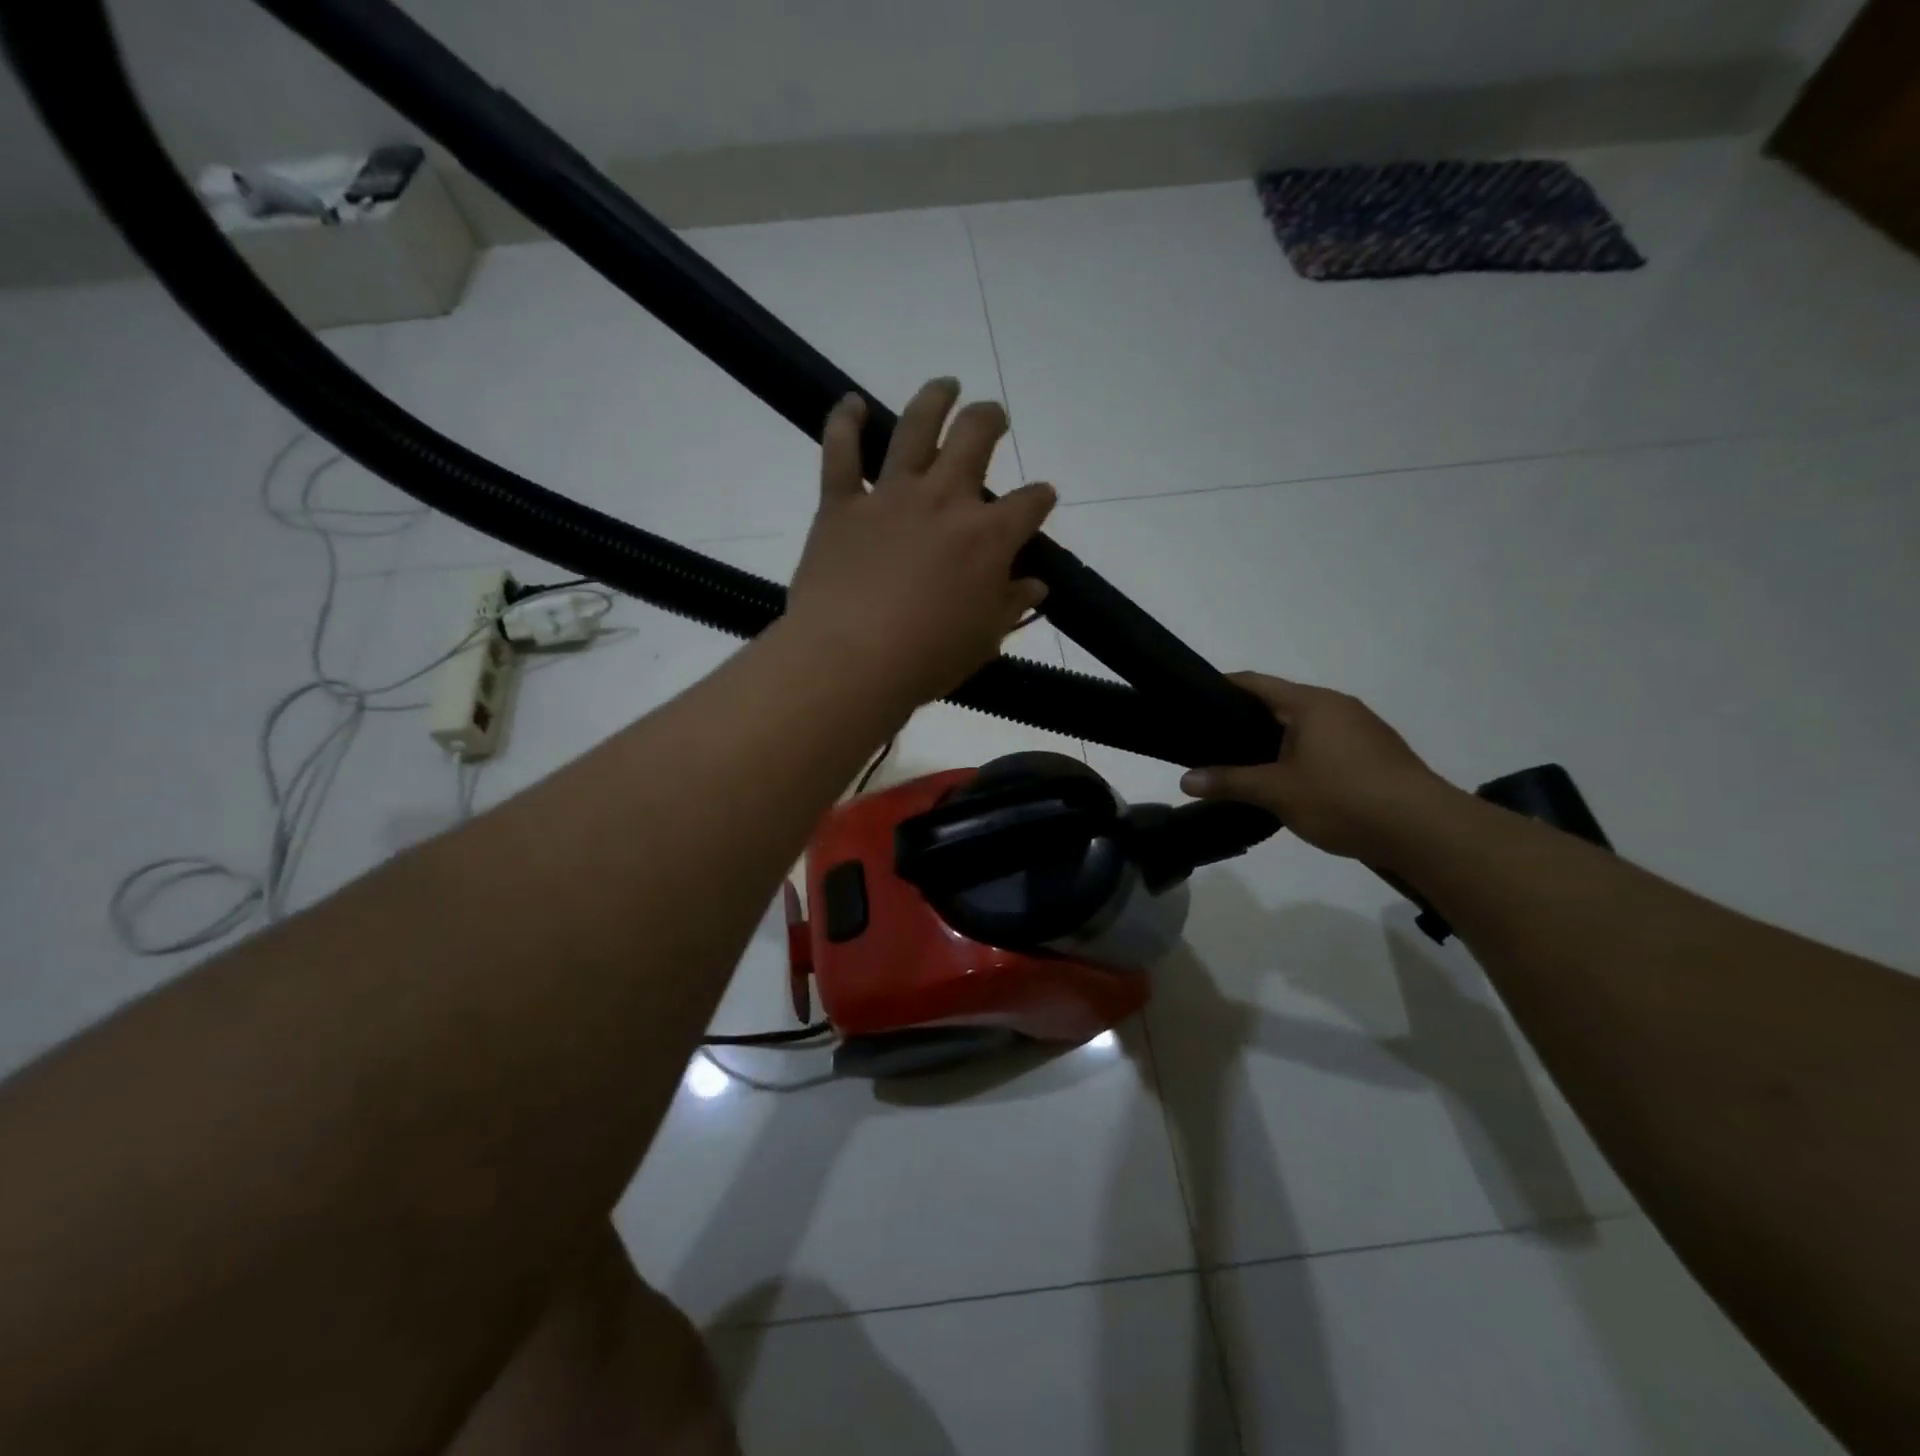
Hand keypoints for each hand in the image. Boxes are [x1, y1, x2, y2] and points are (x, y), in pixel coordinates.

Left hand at [787, 379, 1056, 709]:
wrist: (850, 661)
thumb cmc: (927, 659)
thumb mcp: (984, 640)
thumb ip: (1011, 604)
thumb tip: (1035, 584)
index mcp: (988, 537)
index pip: (1029, 503)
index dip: (1040, 498)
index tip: (1041, 499)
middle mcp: (944, 501)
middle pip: (975, 438)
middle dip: (990, 420)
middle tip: (993, 416)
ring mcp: (890, 496)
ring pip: (916, 427)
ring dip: (935, 399)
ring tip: (945, 385)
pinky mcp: (841, 504)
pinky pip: (841, 452)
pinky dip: (845, 423)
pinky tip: (851, 403)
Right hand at [1179, 673, 1464, 864]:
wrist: (1424, 830)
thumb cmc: (1343, 798)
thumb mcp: (1277, 791)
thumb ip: (1229, 782)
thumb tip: (1185, 781)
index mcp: (1312, 704)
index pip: (1256, 683)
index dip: (1224, 686)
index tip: (1195, 697)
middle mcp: (1338, 706)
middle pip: (1281, 703)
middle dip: (1246, 719)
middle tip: (1211, 740)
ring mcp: (1362, 729)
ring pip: (1306, 726)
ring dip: (1276, 741)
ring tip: (1245, 763)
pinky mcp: (1377, 754)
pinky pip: (1327, 744)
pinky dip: (1302, 755)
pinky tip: (1289, 781)